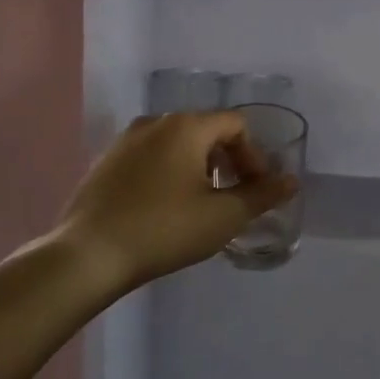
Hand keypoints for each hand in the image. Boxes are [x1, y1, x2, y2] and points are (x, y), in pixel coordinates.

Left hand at [55, 111, 298, 294]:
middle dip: (228, 161)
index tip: (256, 189)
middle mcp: (154, 122)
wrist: (88, 255)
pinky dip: (168, 174)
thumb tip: (291, 181)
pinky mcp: (105, 163)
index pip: (235, 124)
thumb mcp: (224, 216)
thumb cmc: (164, 229)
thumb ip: (262, 195)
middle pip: (206, 130)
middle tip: (233, 197)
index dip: (254, 155)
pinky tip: (165, 209)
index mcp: (186, 126)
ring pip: (176, 144)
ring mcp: (124, 141)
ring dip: (198, 167)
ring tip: (201, 205)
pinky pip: (150, 158)